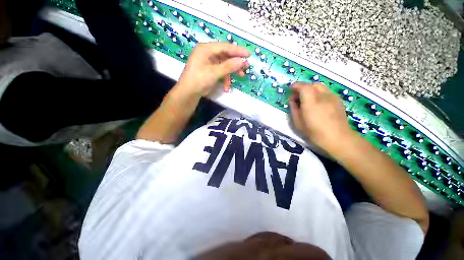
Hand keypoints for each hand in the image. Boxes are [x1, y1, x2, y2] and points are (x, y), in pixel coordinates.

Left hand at [176, 42, 249, 97]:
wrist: (189, 93)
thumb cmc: (199, 80)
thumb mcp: (214, 73)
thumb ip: (228, 66)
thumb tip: (242, 61)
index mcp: (206, 49)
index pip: (224, 47)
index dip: (237, 50)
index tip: (248, 54)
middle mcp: (207, 53)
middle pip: (225, 55)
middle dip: (236, 62)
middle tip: (246, 66)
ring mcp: (209, 62)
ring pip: (224, 64)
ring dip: (232, 71)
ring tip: (241, 76)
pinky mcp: (210, 70)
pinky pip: (221, 71)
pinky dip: (225, 78)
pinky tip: (227, 86)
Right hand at [289, 82, 353, 151]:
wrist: (338, 138)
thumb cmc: (314, 132)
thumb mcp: (298, 122)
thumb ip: (294, 108)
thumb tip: (292, 100)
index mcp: (311, 101)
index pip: (303, 86)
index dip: (295, 85)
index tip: (291, 89)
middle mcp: (323, 95)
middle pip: (312, 84)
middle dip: (304, 88)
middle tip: (299, 97)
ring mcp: (332, 97)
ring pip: (321, 87)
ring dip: (312, 90)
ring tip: (309, 101)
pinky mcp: (338, 100)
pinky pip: (327, 92)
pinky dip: (320, 94)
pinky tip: (319, 105)